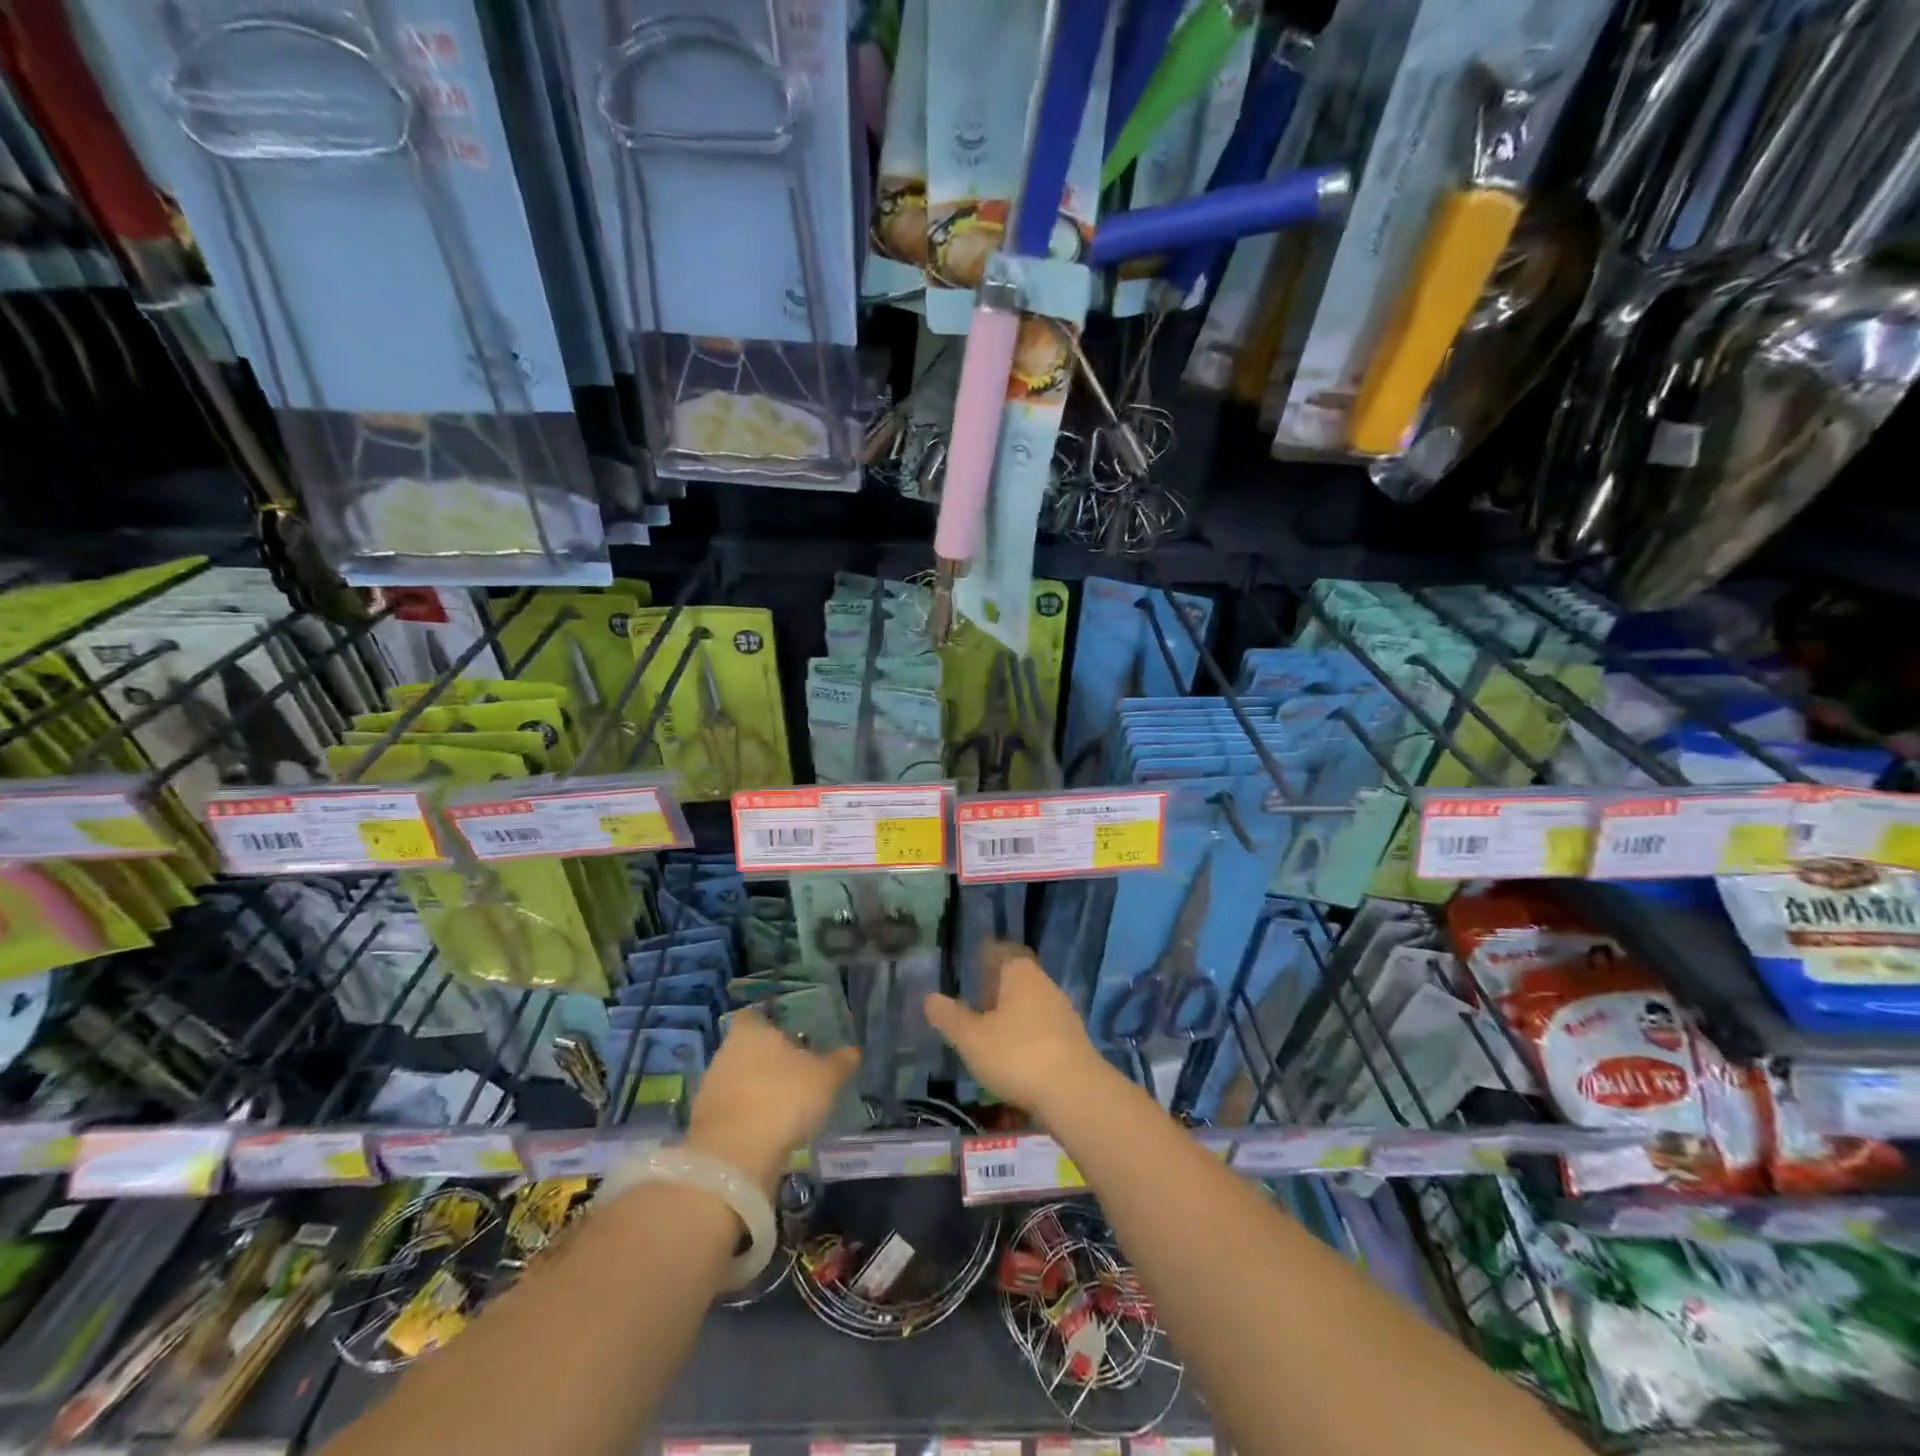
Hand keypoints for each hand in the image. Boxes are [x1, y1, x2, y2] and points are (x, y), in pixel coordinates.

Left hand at [686, 1010, 858, 1189]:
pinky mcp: (705, 1123)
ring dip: (757, 1089)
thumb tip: (854, 1050)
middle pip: (747, 1048)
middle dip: (767, 1059)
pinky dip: (748, 1116)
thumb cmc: (783, 1098)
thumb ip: (840, 1062)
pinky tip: (768, 1129)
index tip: (791, 1036)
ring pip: (738, 1080)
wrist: (734, 1156)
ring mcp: (711, 1088)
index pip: (756, 1016)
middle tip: (795, 1072)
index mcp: (751, 1031)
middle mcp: (726, 1052)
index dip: (772, 1024)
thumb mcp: (825, 1078)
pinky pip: (732, 1110)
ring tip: (785, 1104)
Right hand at [924, 941, 1111, 1118]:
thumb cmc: (1016, 1054)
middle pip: (1015, 978)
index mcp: (1020, 972)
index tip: (969, 968)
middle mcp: (1044, 983)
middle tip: (972, 1004)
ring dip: (1011, 1015)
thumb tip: (930, 998)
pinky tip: (1014, 1057)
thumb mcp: (972, 1038)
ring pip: (1029, 1004)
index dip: (983, 958)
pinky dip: (1026, 1036)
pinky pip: (1042, 1028)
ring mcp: (1062, 1011)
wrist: (1075, 1093)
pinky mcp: (1073, 1039)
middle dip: (995, 989)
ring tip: (989, 1034)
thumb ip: (949, 1017)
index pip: (999, 952)